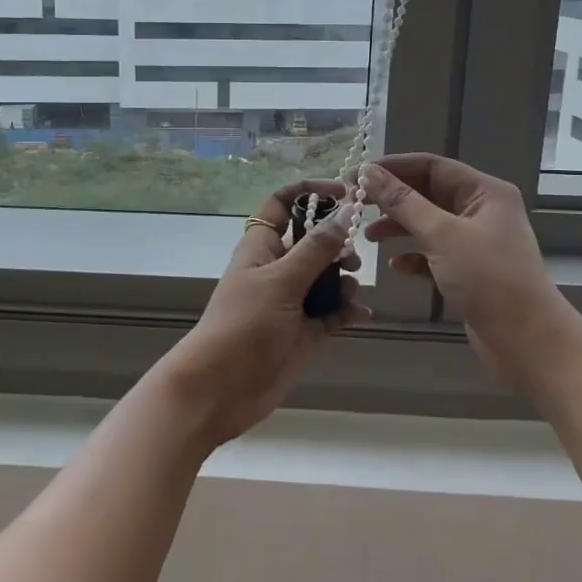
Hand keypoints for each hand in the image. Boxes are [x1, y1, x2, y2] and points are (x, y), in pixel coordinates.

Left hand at [153, 179, 371, 448]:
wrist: (222, 389)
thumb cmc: (244, 325)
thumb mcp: (281, 281)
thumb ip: (317, 248)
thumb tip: (347, 210)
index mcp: (262, 245)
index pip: (283, 203)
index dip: (311, 192)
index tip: (345, 193)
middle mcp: (278, 267)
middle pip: (313, 239)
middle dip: (337, 243)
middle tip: (351, 258)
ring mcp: (292, 299)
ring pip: (328, 276)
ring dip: (345, 280)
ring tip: (349, 293)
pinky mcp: (306, 329)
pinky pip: (334, 310)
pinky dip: (348, 309)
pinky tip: (360, 315)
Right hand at [361, 154, 561, 384]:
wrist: (526, 340)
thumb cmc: (488, 278)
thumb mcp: (441, 234)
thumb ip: (402, 202)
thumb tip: (368, 172)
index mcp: (484, 192)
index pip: (432, 166)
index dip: (393, 167)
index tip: (357, 175)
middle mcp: (482, 211)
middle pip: (428, 193)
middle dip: (392, 199)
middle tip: (356, 205)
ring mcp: (476, 242)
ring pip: (428, 224)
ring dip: (398, 227)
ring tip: (369, 238)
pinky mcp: (469, 271)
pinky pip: (434, 254)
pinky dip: (413, 256)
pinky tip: (396, 266)